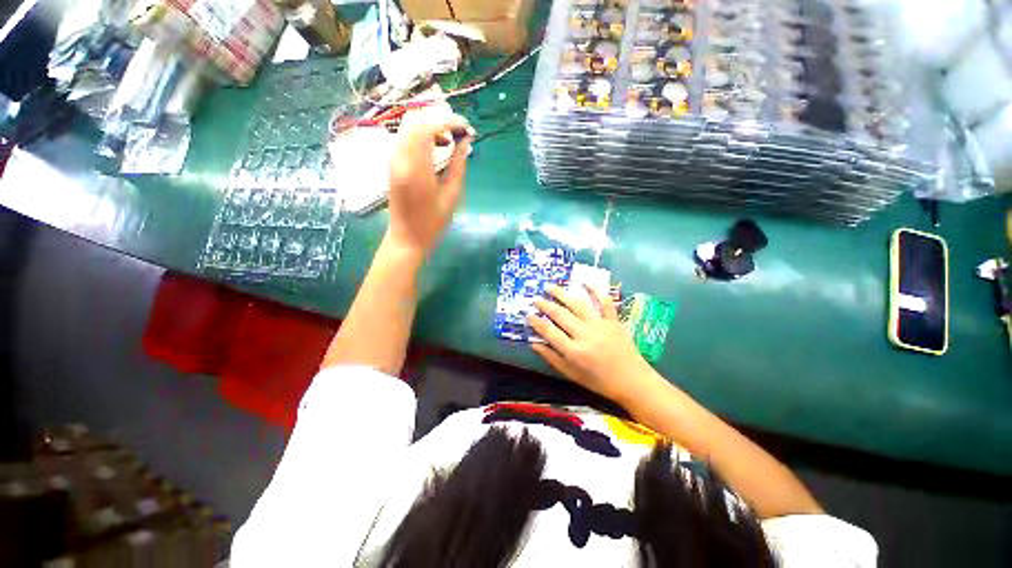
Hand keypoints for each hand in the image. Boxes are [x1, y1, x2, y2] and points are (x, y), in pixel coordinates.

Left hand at [387, 106, 472, 256]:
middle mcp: (400, 157)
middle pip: (415, 119)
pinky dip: (421, 135)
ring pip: (408, 126)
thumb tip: (466, 142)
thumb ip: (458, 165)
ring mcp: (393, 159)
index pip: (428, 126)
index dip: (449, 121)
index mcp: (416, 167)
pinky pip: (405, 138)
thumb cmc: (433, 222)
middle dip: (439, 119)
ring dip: (430, 125)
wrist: (407, 238)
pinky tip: (436, 148)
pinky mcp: (393, 164)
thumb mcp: (452, 195)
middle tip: (459, 132)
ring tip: (449, 141)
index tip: (467, 128)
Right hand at [528, 284, 659, 404]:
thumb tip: (534, 343)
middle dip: (545, 305)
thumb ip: (552, 358)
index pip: (550, 332)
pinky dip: (595, 290)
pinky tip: (584, 282)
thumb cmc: (600, 381)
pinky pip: (604, 302)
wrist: (633, 381)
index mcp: (574, 352)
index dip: (537, 322)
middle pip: (561, 315)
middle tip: (535, 299)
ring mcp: (600, 325)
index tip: (528, 315)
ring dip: (562, 294)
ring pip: (577, 305)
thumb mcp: (572, 375)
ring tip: (550, 287)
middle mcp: (585, 335)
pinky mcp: (613, 320)